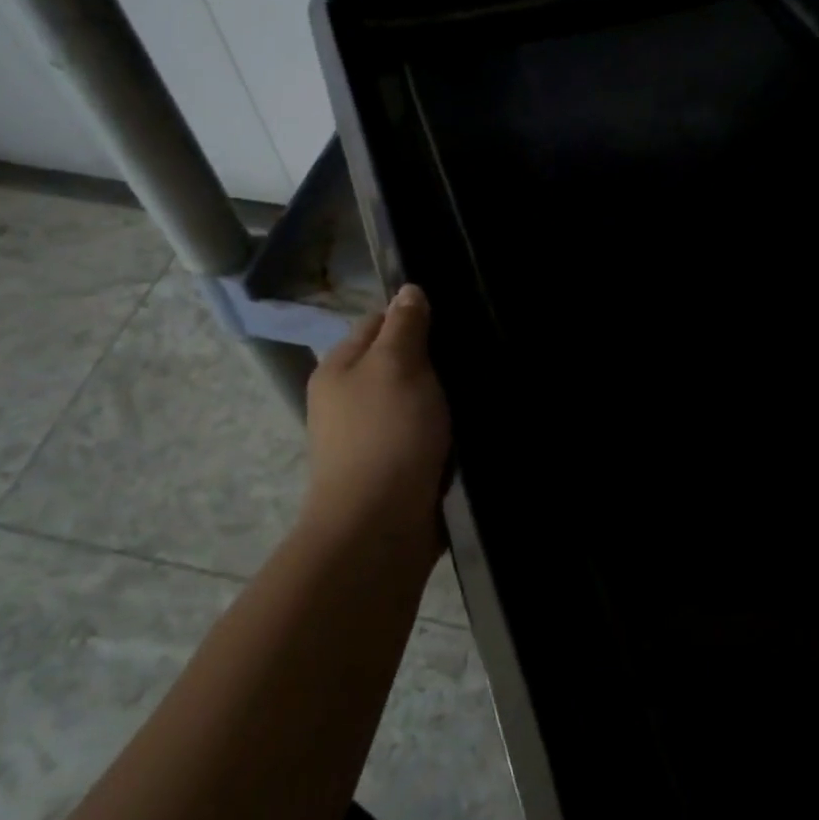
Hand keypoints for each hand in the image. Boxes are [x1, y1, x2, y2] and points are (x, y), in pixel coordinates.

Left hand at [305, 284, 451, 538]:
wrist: (380, 528)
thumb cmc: (387, 435)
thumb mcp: (397, 365)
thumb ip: (404, 325)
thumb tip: (408, 291)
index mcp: (339, 368)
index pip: (377, 322)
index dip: (413, 316)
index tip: (454, 318)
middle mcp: (347, 399)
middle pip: (396, 362)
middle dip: (432, 359)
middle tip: (473, 353)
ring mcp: (369, 436)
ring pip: (413, 399)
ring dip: (441, 397)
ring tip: (479, 387)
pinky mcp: (393, 467)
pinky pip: (422, 433)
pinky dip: (442, 429)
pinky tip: (470, 426)